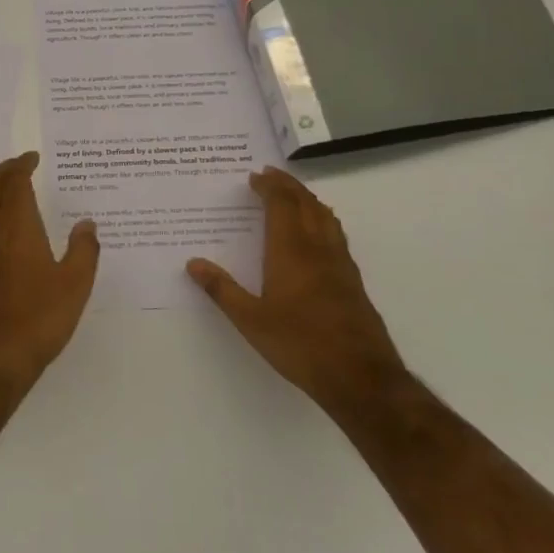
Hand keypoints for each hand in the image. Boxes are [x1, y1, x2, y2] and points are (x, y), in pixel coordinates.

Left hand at [0, 152, 99, 406]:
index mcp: (16, 226)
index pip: (14, 181)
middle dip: (5, 169)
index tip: (33, 157)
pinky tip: (8, 240)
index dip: (22, 164)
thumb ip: (83, 251)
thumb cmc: (37, 318)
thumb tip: (87, 224)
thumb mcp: (74, 286)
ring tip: (18, 198)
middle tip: (22, 165)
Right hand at [186, 167, 404, 410]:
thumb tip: (193, 264)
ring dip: (308, 200)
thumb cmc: (300, 344)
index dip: (270, 187)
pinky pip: (336, 236)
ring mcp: (341, 265)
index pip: (282, 205)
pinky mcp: (353, 282)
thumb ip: (222, 289)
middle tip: (272, 175)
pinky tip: (317, 235)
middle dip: (289, 186)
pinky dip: (322, 220)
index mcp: (291, 252)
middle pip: (307, 204)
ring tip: (294, 196)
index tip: (255, 176)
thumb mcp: (250, 320)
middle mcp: (318, 249)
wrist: (360, 377)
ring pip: (326, 218)